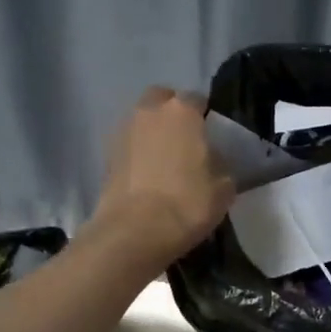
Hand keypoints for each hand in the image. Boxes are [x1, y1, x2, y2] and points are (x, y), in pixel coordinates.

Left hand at [87, 86, 235, 270]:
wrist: (134, 232)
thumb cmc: (187, 204)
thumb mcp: (224, 187)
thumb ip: (221, 164)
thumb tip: (213, 159)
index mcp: (182, 111)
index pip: (197, 99)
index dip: (205, 115)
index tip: (211, 134)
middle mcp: (150, 111)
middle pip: (162, 100)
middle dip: (173, 112)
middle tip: (185, 139)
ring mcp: (123, 131)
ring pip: (142, 120)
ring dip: (153, 131)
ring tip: (165, 158)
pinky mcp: (106, 155)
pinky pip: (129, 143)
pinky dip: (138, 152)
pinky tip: (148, 174)